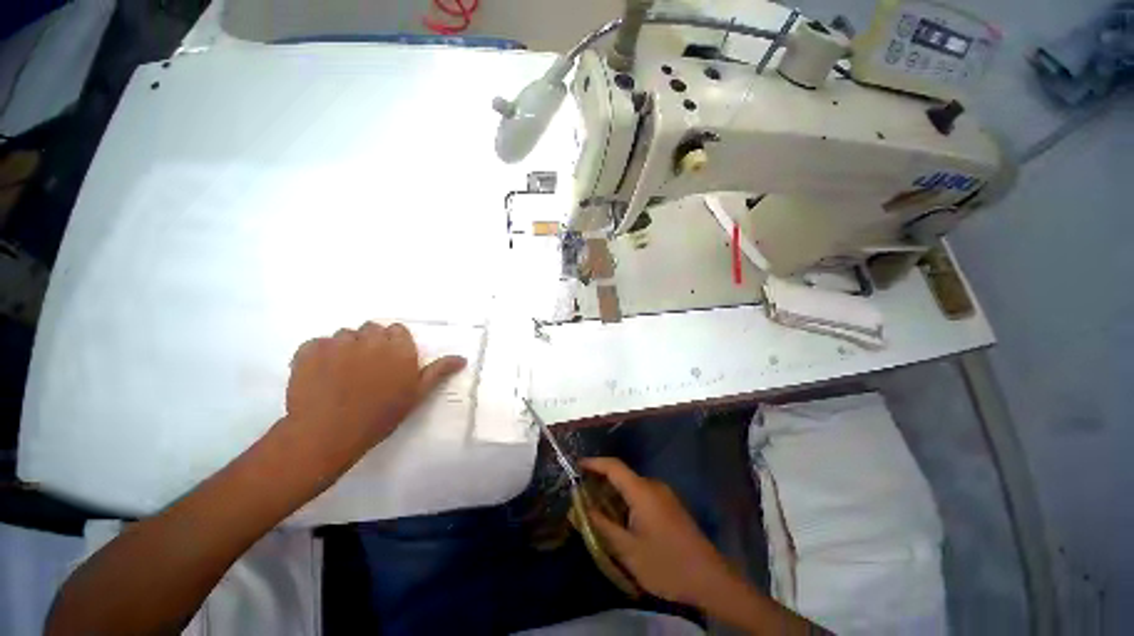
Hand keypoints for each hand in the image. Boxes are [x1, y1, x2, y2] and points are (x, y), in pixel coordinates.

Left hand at [284, 322, 465, 467]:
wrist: (327, 434)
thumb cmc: (379, 416)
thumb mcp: (416, 395)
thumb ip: (438, 372)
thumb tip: (463, 358)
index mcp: (399, 347)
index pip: (397, 330)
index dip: (393, 345)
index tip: (389, 362)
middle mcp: (371, 338)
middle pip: (371, 329)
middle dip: (370, 343)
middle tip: (366, 368)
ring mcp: (338, 342)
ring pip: (344, 335)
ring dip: (345, 347)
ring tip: (341, 373)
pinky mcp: (309, 349)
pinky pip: (317, 343)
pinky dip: (318, 354)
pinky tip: (319, 374)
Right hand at [582, 457, 736, 606]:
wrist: (710, 579)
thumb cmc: (666, 564)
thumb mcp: (628, 550)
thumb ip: (602, 526)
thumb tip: (579, 510)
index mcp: (642, 491)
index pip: (613, 466)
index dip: (594, 463)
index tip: (576, 466)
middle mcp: (653, 486)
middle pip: (622, 476)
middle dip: (601, 483)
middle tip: (582, 497)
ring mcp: (664, 495)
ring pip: (632, 487)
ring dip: (614, 495)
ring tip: (597, 511)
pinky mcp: (670, 506)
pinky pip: (642, 496)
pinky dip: (626, 502)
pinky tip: (620, 521)